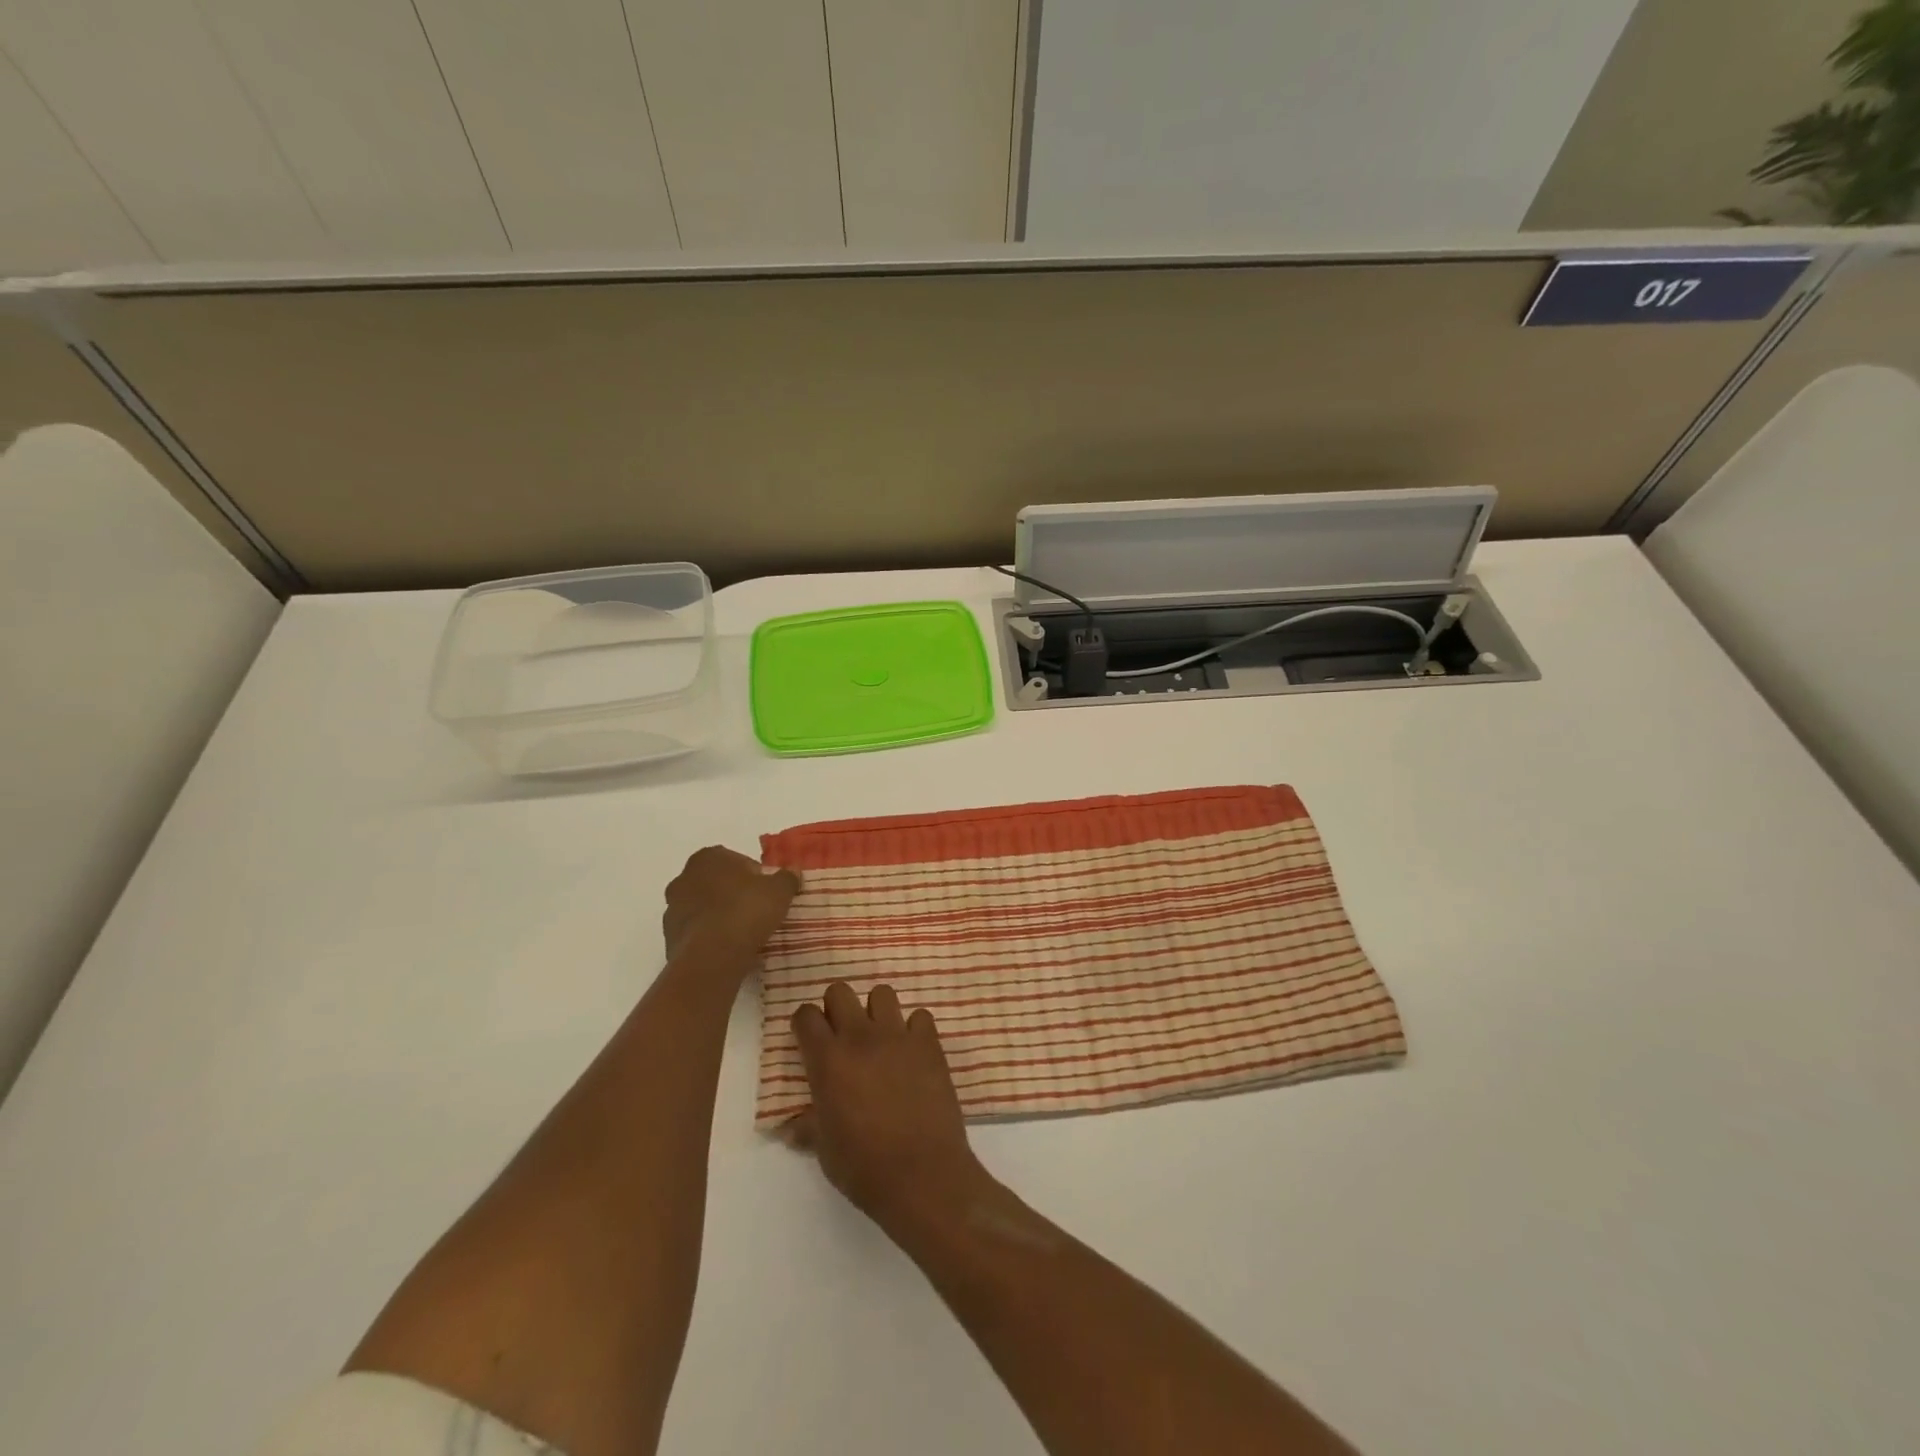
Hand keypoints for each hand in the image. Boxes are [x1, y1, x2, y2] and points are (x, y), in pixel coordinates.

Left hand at [662, 846, 799, 969]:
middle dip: (733, 894)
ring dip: (719, 916)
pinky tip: (727, 949)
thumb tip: (793, 872)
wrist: (712, 956)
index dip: (755, 875)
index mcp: (708, 857)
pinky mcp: (668, 937)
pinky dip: (709, 937)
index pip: (736, 860)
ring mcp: (672, 908)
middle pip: (716, 882)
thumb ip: (787, 878)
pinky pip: (695, 932)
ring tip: (743, 934)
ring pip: (703, 907)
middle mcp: (684, 877)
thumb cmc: (746, 911)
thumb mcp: (779, 891)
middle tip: (756, 911)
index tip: (767, 892)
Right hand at [789, 983, 991, 1234]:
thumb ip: (808, 1126)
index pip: (805, 1015)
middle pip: (840, 991)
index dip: (804, 1024)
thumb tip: (789, 1127)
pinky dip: (915, 1029)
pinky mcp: (929, 1044)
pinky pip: (920, 1016)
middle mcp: (860, 1037)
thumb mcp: (824, 1149)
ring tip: (880, 1039)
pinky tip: (913, 1053)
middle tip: (842, 1036)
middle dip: (837, 1008)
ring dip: (877, 1011)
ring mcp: (898, 1036)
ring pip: (882, 993)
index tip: (808, 1040)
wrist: (921, 1174)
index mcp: (828, 1060)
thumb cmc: (864, 1167)